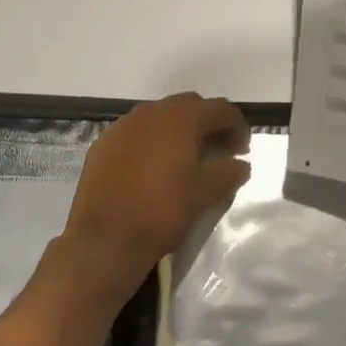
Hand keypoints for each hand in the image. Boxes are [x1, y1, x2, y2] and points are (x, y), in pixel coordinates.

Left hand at [61, 92, 252, 282]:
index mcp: (180, 119)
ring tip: (187, 157)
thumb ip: (228, 173)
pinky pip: (136, 132)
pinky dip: (153, 141)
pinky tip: (154, 167)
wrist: (104, 239)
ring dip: (179, 130)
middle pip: (189, 106)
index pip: (219, 109)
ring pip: (159, 117)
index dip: (237, 126)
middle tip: (219, 149)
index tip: (243, 150)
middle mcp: (150, 113)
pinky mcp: (103, 144)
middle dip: (207, 123)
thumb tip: (241, 164)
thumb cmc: (162, 211)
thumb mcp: (204, 194)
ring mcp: (123, 126)